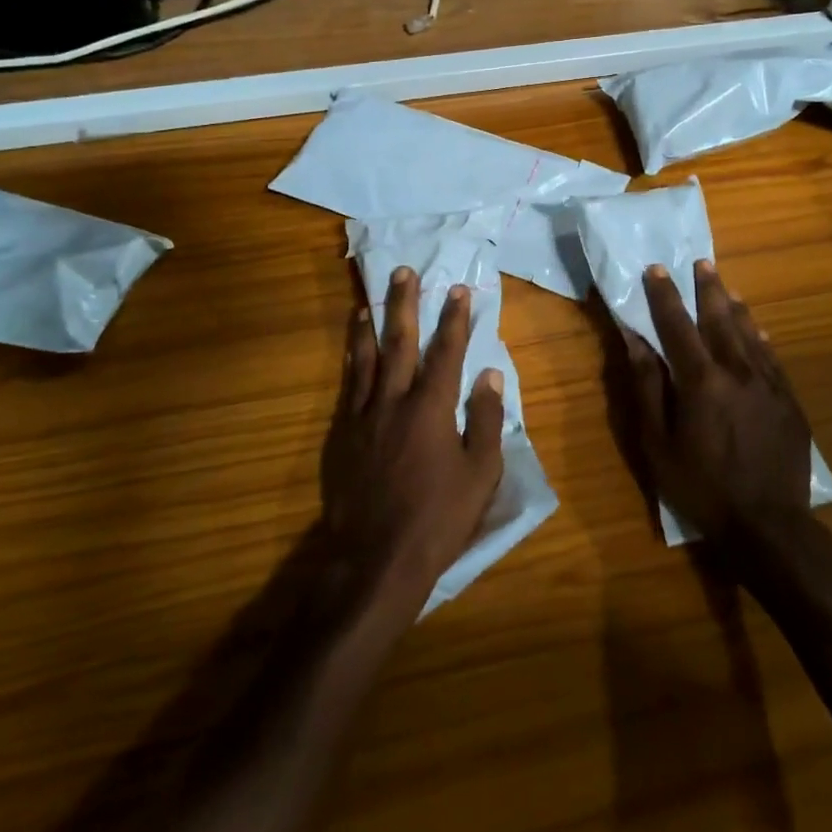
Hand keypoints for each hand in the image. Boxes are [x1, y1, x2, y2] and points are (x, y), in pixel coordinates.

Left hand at [320, 267, 505, 615]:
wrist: (375, 559)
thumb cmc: (438, 518)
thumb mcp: (480, 474)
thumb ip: (484, 420)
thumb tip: (489, 375)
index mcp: (431, 408)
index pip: (446, 352)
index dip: (454, 319)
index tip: (458, 289)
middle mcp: (393, 401)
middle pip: (399, 342)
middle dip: (404, 304)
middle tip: (403, 272)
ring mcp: (362, 417)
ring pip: (365, 359)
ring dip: (370, 325)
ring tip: (369, 300)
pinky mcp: (342, 436)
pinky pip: (347, 386)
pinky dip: (351, 360)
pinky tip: (352, 351)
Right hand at [619, 260, 815, 548]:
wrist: (768, 526)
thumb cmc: (702, 488)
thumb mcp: (658, 444)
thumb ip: (647, 388)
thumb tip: (635, 341)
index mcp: (701, 381)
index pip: (678, 326)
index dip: (665, 295)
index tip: (656, 268)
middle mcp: (737, 371)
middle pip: (719, 319)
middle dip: (707, 289)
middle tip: (700, 262)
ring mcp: (769, 384)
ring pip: (749, 333)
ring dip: (734, 306)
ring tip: (725, 284)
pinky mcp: (789, 401)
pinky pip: (772, 357)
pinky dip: (761, 337)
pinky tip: (757, 327)